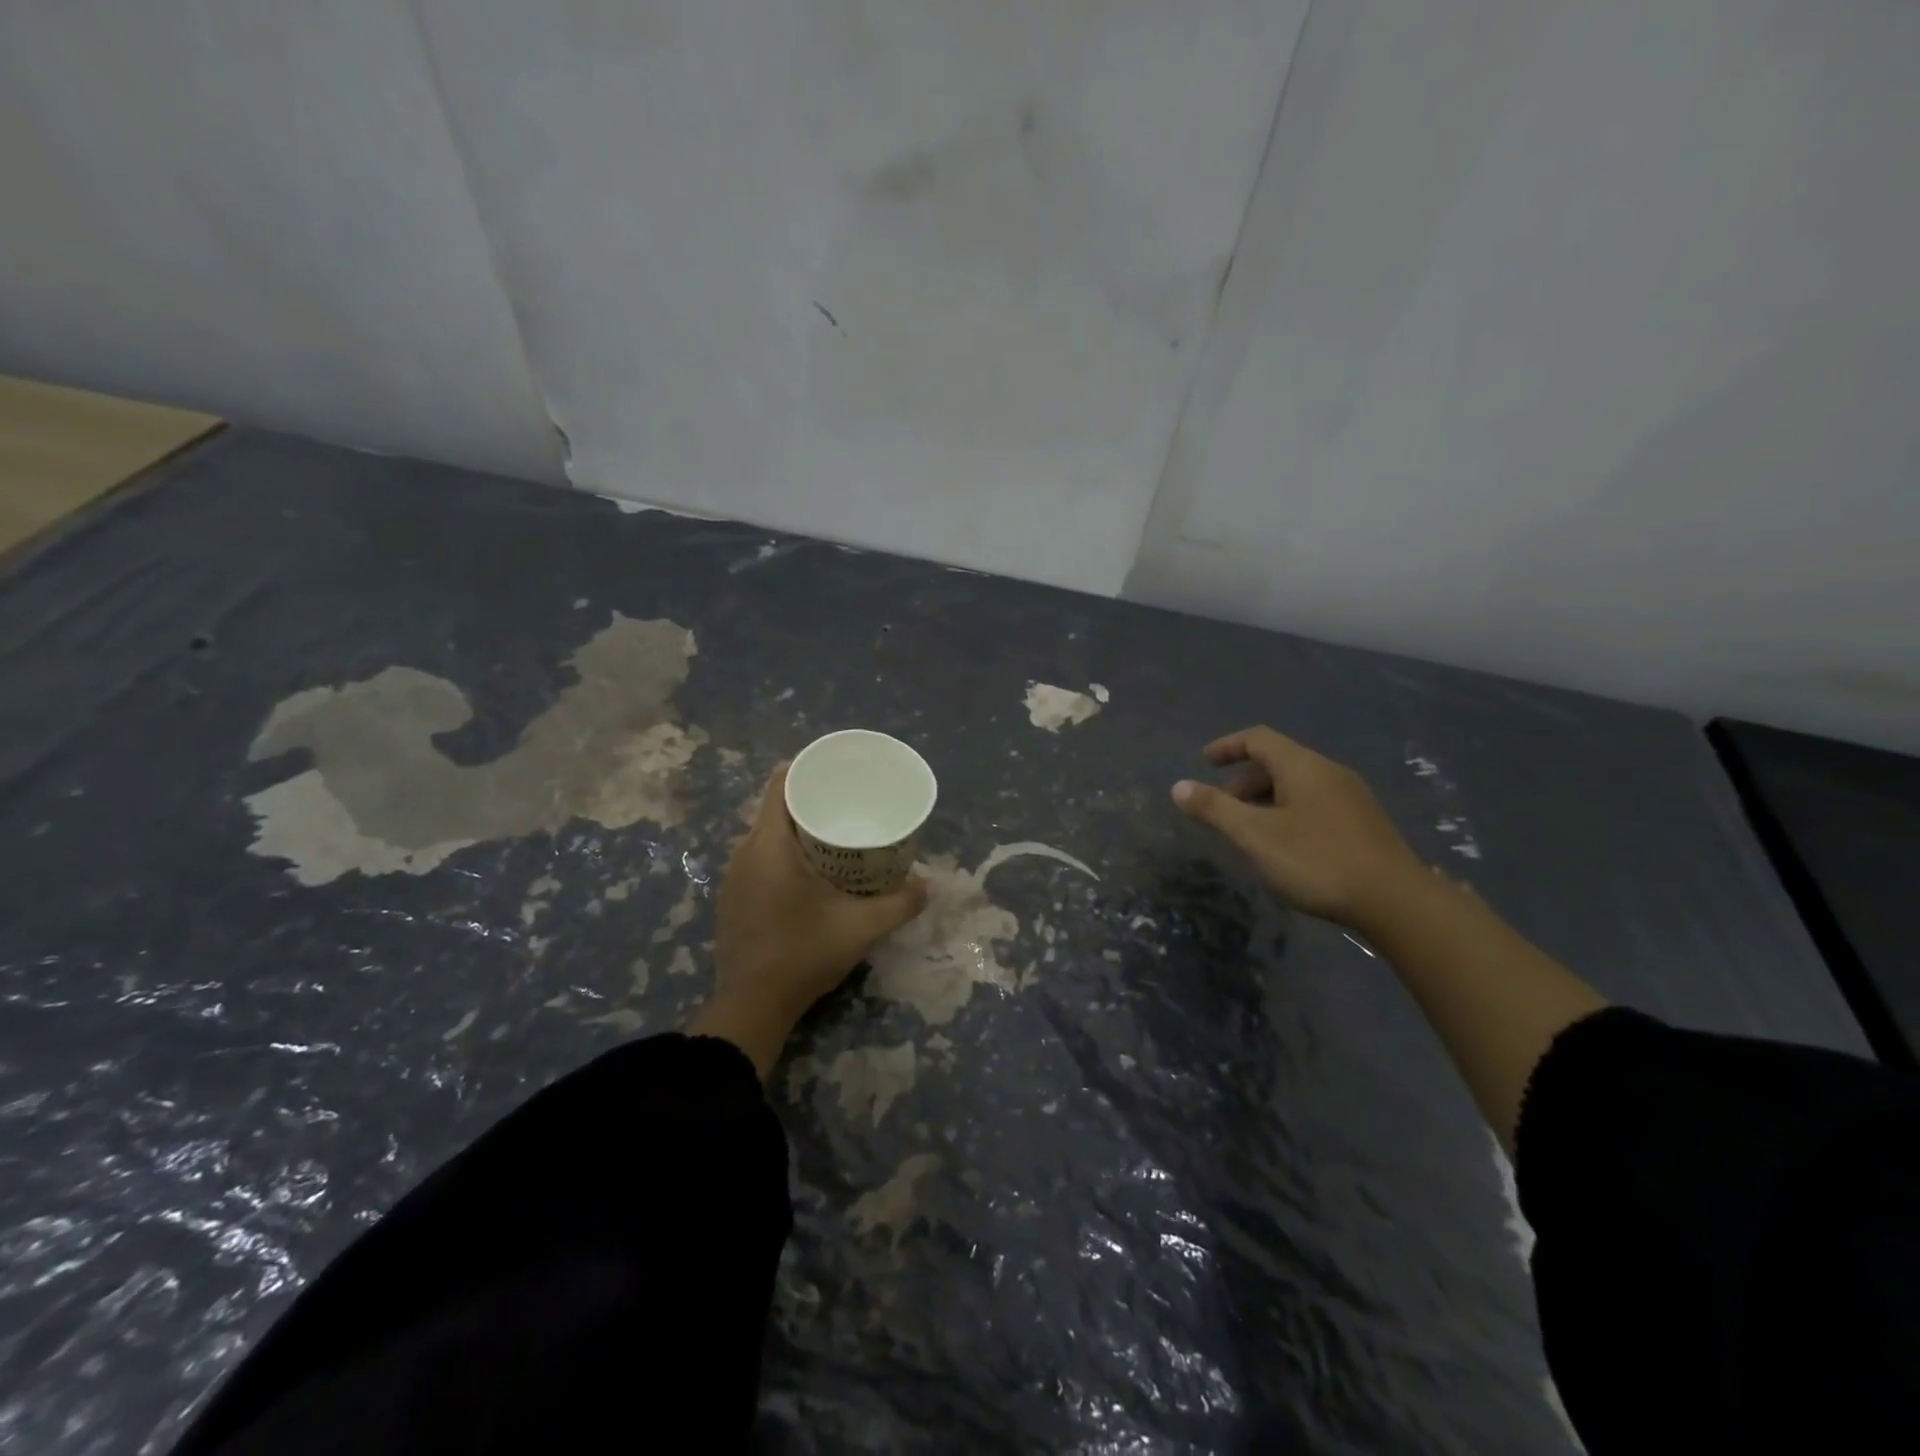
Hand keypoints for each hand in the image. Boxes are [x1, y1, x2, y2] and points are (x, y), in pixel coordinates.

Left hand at [692, 764, 927, 1076]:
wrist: (752, 1006)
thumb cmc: (804, 953)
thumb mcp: (862, 927)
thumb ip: (900, 902)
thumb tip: (929, 884)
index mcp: (769, 845)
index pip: (780, 784)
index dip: (806, 768)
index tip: (835, 770)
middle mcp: (744, 852)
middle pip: (773, 808)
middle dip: (808, 800)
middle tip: (845, 804)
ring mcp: (732, 877)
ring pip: (764, 835)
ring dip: (794, 829)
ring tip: (832, 835)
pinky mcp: (731, 898)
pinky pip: (756, 858)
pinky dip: (780, 853)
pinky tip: (807, 872)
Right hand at [1172, 726, 1426, 930]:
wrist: (1396, 901)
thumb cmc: (1316, 860)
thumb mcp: (1254, 835)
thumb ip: (1215, 809)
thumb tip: (1178, 787)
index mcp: (1302, 766)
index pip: (1258, 739)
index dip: (1228, 746)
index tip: (1204, 761)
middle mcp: (1329, 772)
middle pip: (1278, 761)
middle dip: (1244, 780)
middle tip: (1223, 808)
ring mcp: (1351, 797)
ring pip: (1297, 784)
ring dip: (1266, 798)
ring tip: (1250, 831)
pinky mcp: (1364, 822)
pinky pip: (1315, 802)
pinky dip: (1288, 811)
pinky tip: (1285, 845)